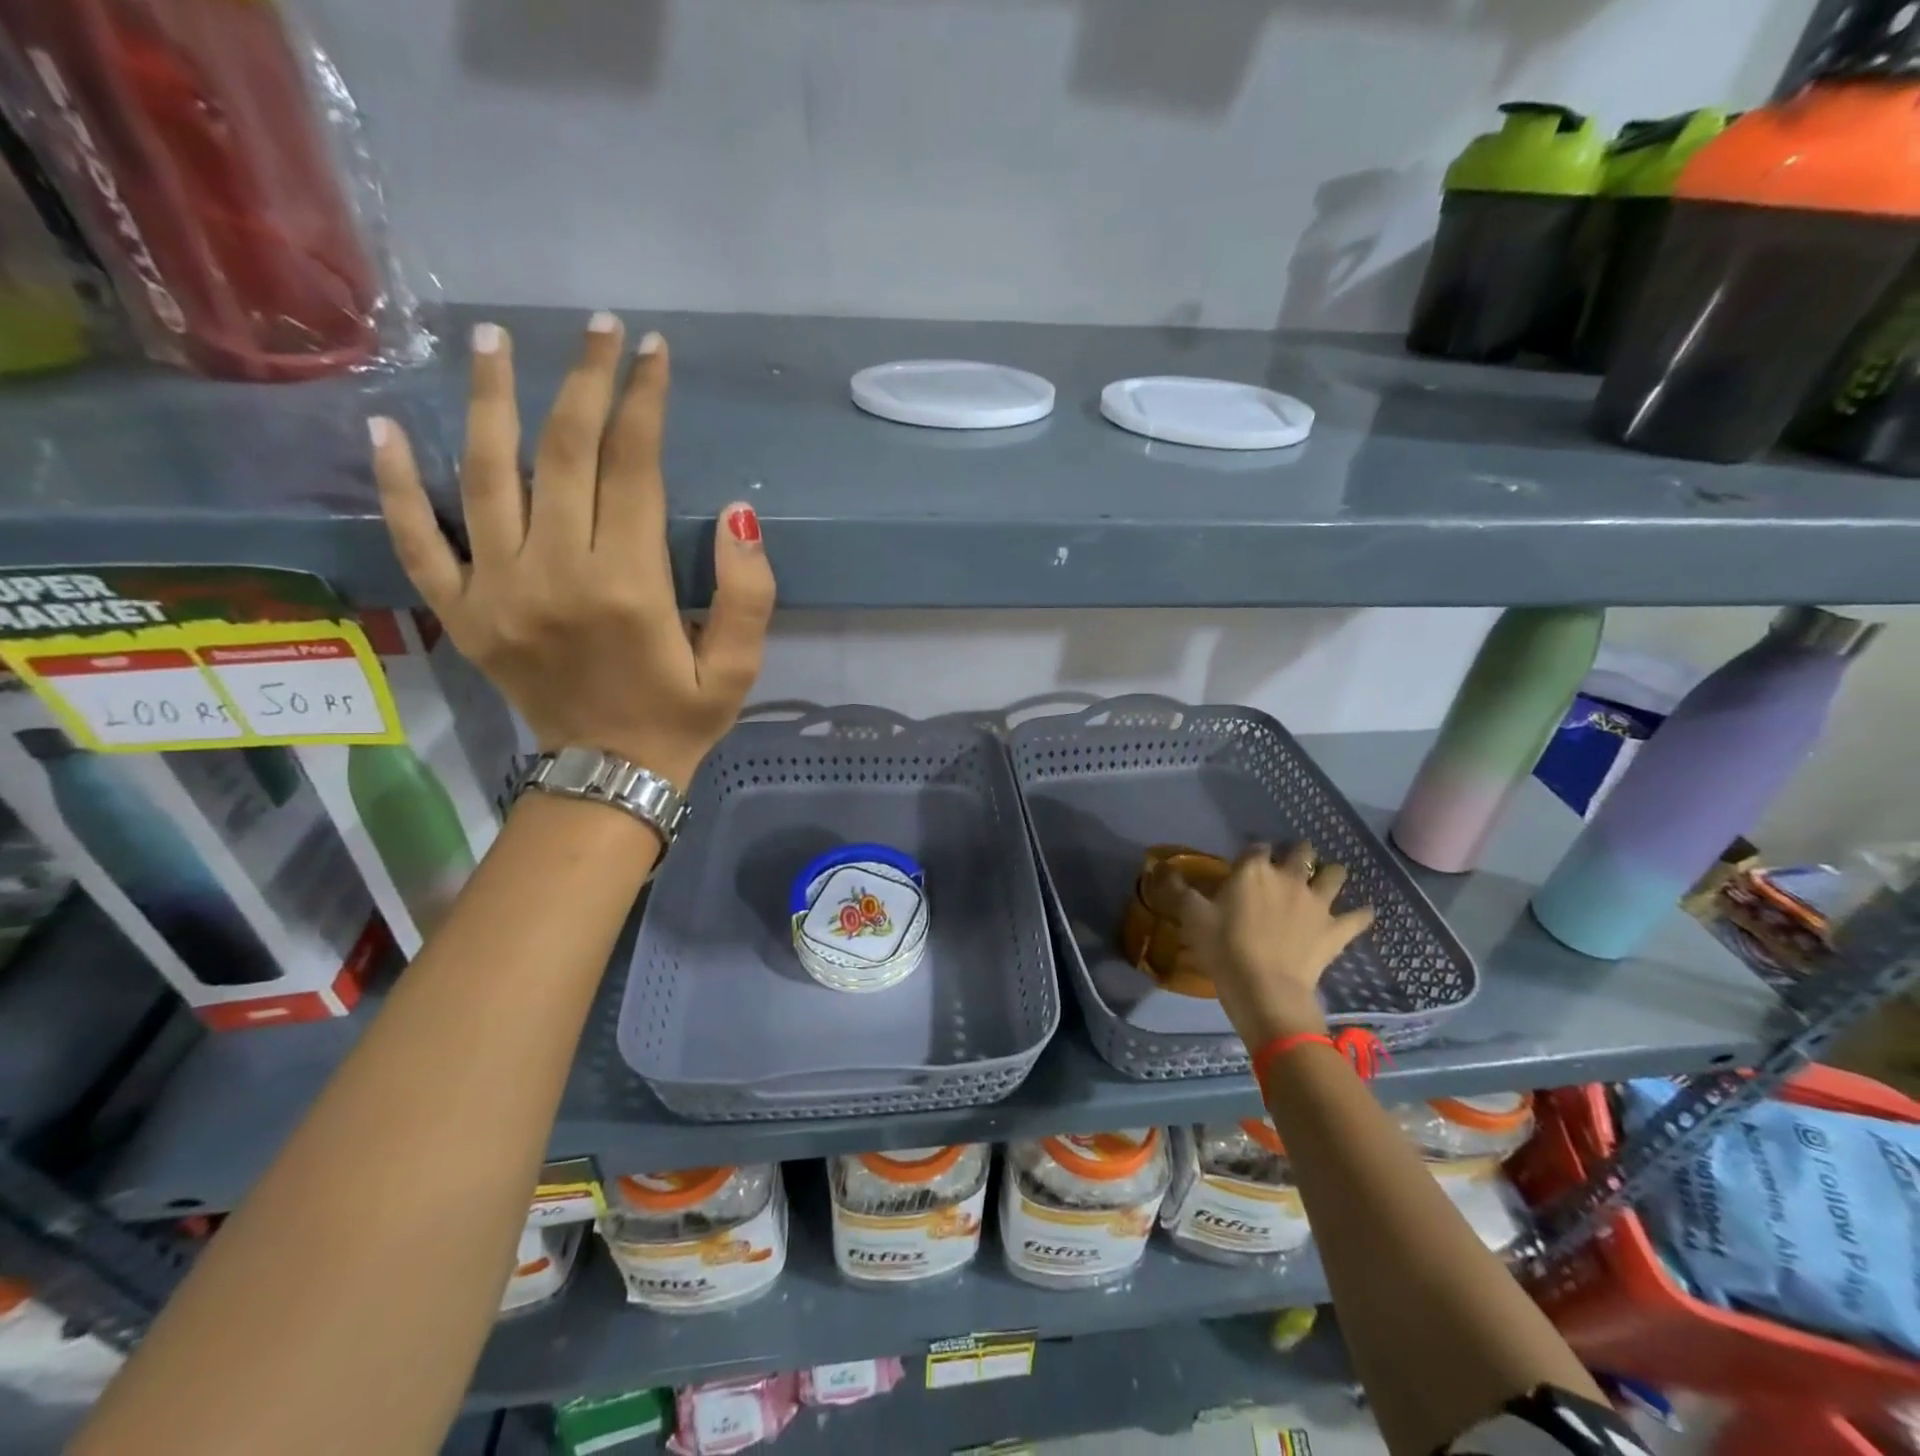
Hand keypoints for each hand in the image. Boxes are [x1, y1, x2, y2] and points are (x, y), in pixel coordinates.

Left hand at [368, 314, 775, 789]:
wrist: (609, 778)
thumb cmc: (680, 717)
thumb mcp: (737, 668)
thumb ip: (748, 594)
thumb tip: (741, 513)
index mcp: (627, 586)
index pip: (632, 469)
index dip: (643, 403)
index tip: (651, 352)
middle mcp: (555, 574)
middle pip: (563, 455)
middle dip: (583, 382)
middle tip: (596, 328)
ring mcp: (496, 592)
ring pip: (485, 476)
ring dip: (491, 401)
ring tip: (492, 340)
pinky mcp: (462, 613)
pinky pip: (417, 541)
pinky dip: (396, 485)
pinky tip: (383, 427)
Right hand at [1173, 842, 1374, 1045]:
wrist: (1265, 989)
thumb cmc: (1224, 949)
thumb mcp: (1191, 917)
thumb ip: (1177, 890)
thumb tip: (1161, 869)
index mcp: (1253, 870)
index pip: (1256, 847)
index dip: (1253, 853)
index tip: (1247, 863)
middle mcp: (1289, 877)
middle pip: (1301, 851)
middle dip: (1297, 853)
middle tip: (1289, 866)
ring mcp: (1317, 902)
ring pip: (1335, 874)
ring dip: (1331, 874)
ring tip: (1325, 880)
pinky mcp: (1336, 929)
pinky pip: (1359, 916)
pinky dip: (1361, 914)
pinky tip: (1361, 913)